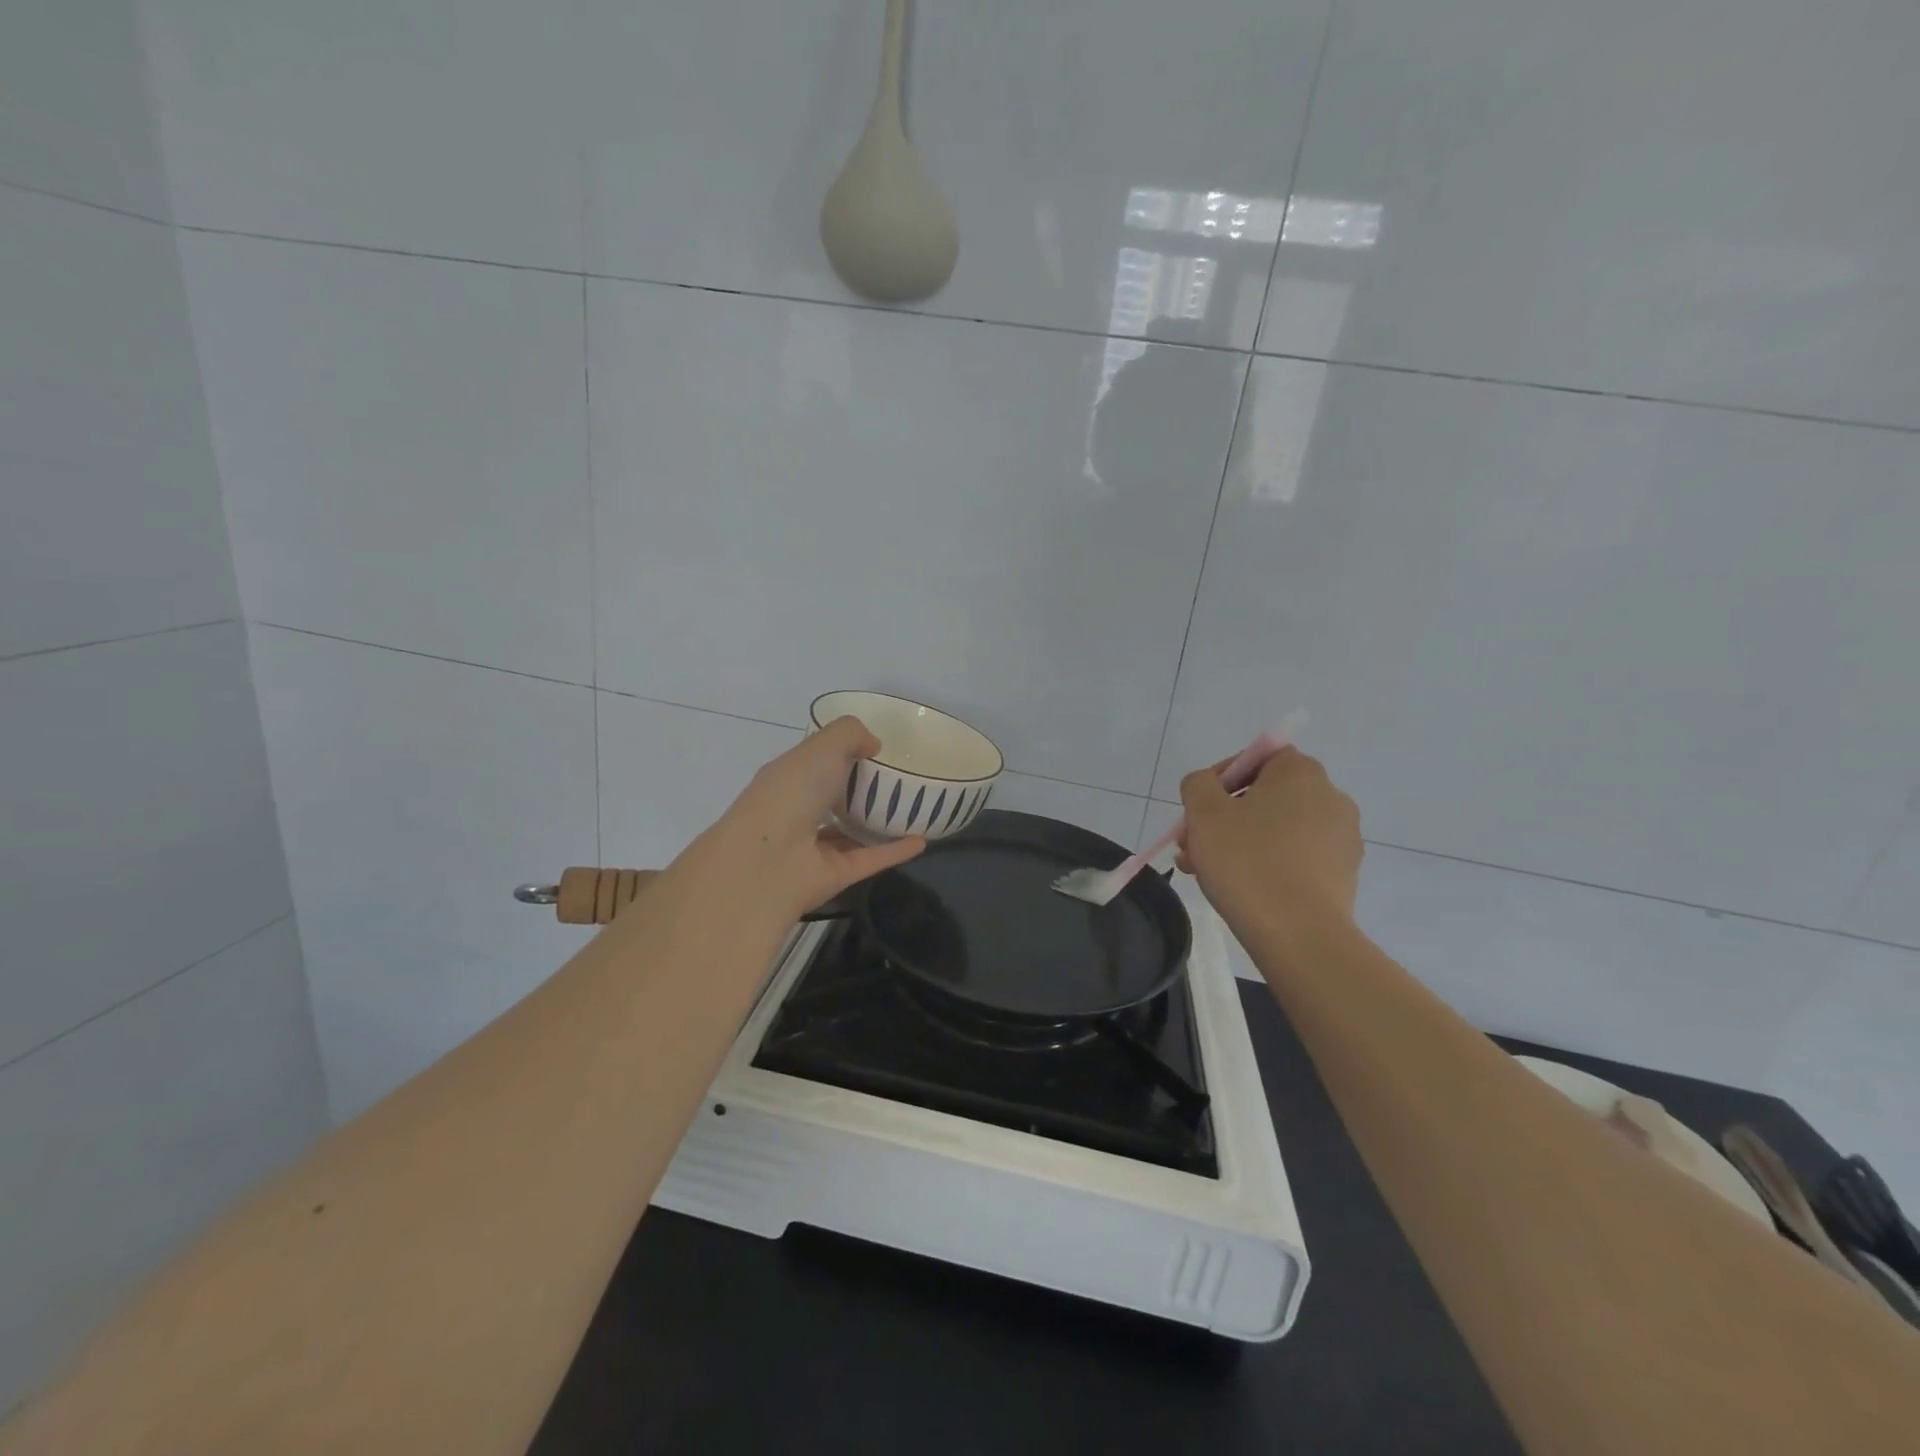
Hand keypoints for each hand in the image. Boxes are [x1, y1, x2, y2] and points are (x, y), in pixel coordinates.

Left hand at [676, 716, 925, 924]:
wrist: (768, 861)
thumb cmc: (790, 793)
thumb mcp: (822, 747)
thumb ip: (850, 735)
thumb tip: (874, 745)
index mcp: (789, 779)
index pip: (815, 764)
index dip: (839, 754)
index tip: (874, 748)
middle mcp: (799, 812)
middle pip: (833, 799)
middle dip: (859, 789)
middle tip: (901, 778)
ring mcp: (816, 848)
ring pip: (851, 833)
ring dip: (877, 824)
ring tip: (913, 810)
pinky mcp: (836, 874)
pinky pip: (871, 858)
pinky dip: (896, 850)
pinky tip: (923, 840)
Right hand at [1176, 746, 1361, 933]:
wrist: (1299, 934)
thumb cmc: (1247, 861)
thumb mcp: (1203, 813)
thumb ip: (1198, 784)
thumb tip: (1207, 786)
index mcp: (1300, 773)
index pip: (1258, 757)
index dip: (1222, 777)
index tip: (1198, 808)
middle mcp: (1330, 797)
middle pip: (1265, 796)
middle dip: (1224, 817)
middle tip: (1193, 844)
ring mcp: (1342, 837)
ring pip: (1277, 829)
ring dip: (1240, 842)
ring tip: (1206, 872)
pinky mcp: (1344, 874)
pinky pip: (1296, 856)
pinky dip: (1268, 863)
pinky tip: (1242, 889)